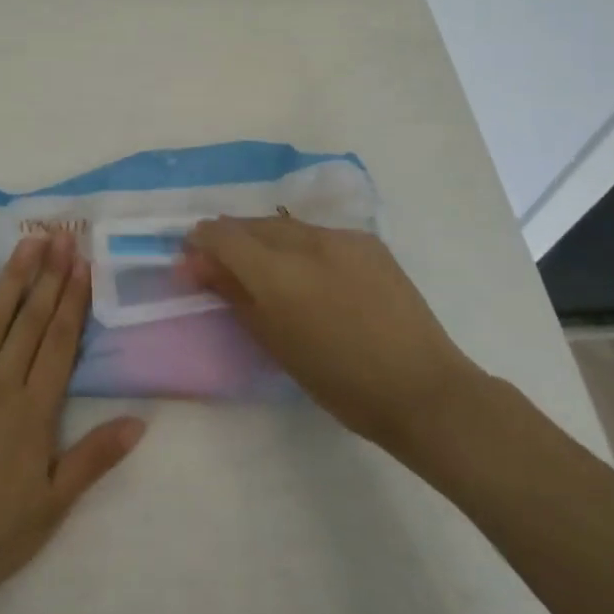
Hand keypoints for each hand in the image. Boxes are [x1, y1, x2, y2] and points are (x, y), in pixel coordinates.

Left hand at [0, 232, 145, 613]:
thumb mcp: (49, 508)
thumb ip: (93, 459)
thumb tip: (140, 420)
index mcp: (32, 412)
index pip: (59, 343)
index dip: (73, 300)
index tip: (83, 263)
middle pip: (30, 322)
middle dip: (49, 277)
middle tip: (61, 235)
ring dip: (10, 279)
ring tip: (26, 243)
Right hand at [180, 217, 482, 455]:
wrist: (422, 389)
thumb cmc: (339, 381)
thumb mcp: (275, 343)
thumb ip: (234, 295)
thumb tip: (200, 266)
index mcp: (277, 273)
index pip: (222, 235)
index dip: (201, 242)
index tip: (192, 261)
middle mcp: (306, 241)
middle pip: (252, 224)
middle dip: (231, 239)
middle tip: (223, 266)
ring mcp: (341, 237)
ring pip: (285, 225)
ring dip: (265, 240)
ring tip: (265, 268)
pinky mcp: (367, 241)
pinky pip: (319, 234)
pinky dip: (301, 246)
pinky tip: (310, 272)